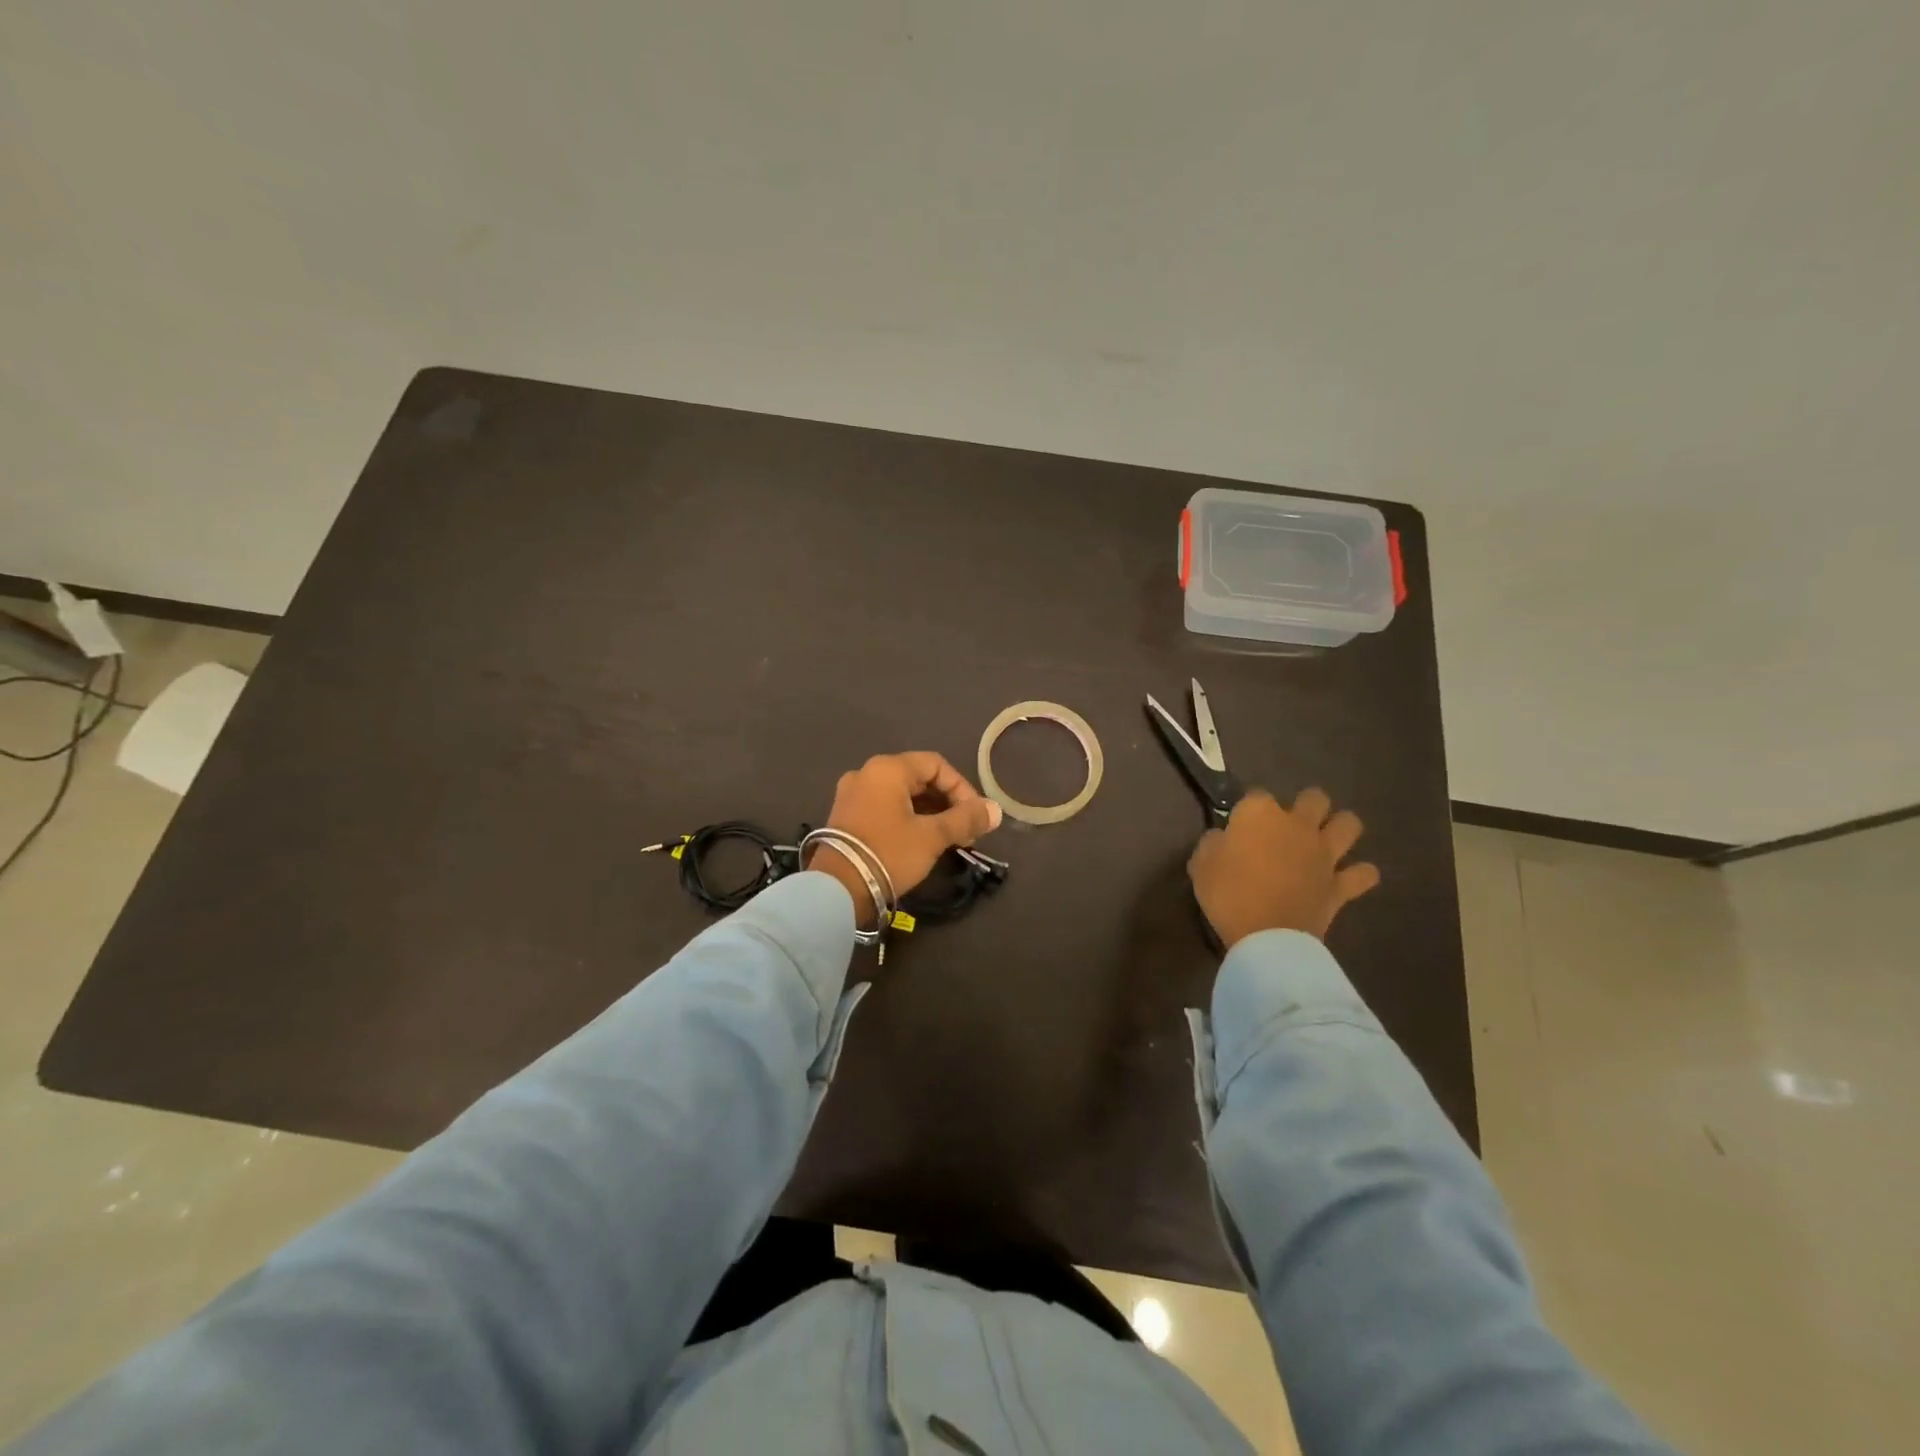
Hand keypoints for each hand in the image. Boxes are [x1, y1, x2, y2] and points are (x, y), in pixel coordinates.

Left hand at [811, 753, 1002, 926]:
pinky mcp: (844, 817)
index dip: (962, 788)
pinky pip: (884, 808)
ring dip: (929, 813)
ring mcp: (851, 795)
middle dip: (947, 803)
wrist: (836, 889)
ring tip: (948, 840)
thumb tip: (995, 810)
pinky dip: (907, 819)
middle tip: (965, 831)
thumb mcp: (932, 836)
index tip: (975, 816)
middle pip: (918, 778)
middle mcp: (866, 773)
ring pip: (901, 795)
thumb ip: (965, 819)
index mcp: (887, 768)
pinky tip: (920, 842)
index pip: (936, 765)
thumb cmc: (888, 853)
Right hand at [1188, 788, 1379, 949]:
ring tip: (1327, 839)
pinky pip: (1364, 873)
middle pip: (1314, 798)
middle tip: (1289, 825)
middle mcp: (1297, 825)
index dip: (1247, 809)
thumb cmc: (1228, 894)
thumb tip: (1222, 838)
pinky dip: (1359, 874)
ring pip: (1349, 824)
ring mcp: (1324, 853)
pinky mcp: (1341, 884)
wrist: (1267, 936)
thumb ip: (1213, 843)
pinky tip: (1351, 877)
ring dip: (1340, 828)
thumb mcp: (1200, 864)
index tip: (1239, 826)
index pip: (1255, 795)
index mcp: (1260, 815)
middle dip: (1305, 805)